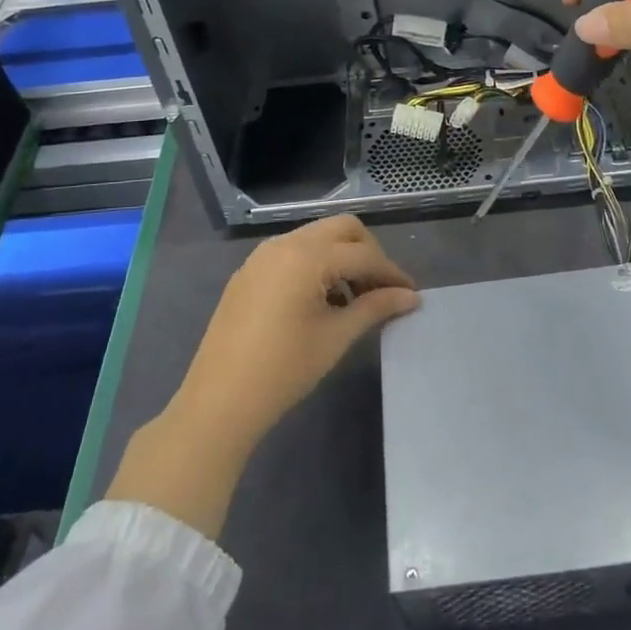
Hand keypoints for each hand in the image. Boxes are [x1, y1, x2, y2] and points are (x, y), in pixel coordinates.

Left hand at [108, 216, 416, 539]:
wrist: (219, 400)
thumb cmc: (283, 369)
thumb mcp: (336, 337)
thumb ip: (375, 307)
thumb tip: (410, 297)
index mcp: (307, 255)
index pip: (363, 255)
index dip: (391, 273)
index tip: (411, 295)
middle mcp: (284, 243)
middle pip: (341, 229)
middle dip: (368, 252)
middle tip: (382, 288)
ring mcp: (262, 255)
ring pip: (316, 237)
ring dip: (341, 257)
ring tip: (354, 298)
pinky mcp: (249, 272)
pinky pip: (293, 252)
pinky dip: (316, 264)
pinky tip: (321, 301)